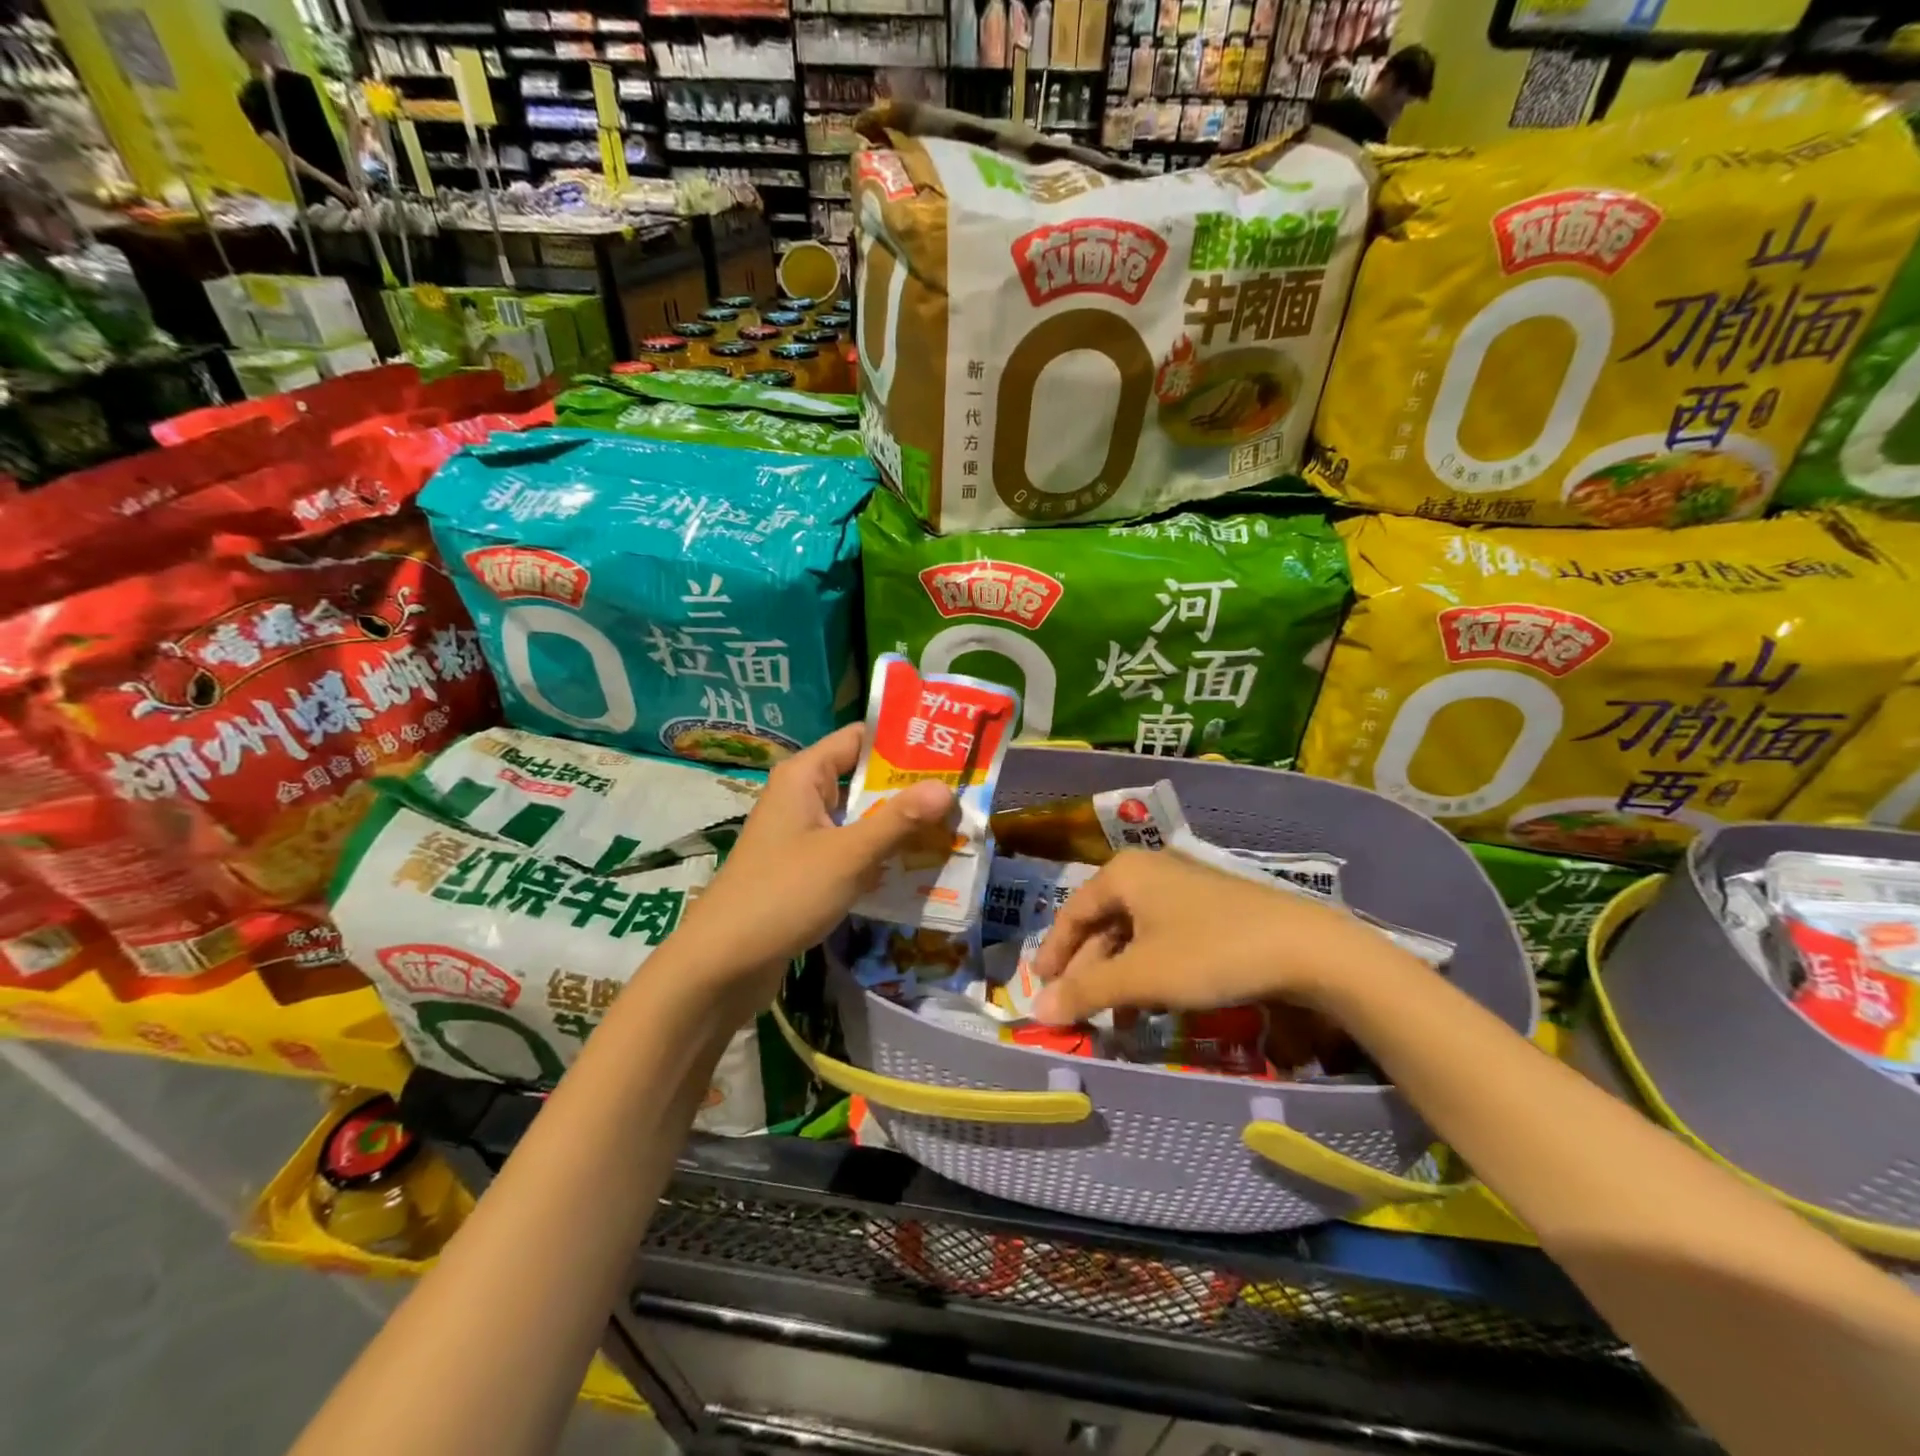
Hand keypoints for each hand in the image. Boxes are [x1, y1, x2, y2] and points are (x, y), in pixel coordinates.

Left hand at [672, 723, 952, 1002]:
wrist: (722, 963)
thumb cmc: (783, 894)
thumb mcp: (848, 854)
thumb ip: (897, 820)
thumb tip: (946, 787)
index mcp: (804, 775)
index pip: (860, 739)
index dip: (904, 741)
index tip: (951, 748)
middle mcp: (803, 796)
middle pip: (865, 779)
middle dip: (911, 789)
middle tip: (965, 793)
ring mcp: (804, 833)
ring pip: (861, 817)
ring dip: (900, 824)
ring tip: (954, 826)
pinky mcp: (807, 867)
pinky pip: (852, 848)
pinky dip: (882, 854)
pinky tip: (921, 865)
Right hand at [1028, 849, 1395, 1025]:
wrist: (1306, 949)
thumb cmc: (1210, 953)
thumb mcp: (1142, 977)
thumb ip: (1087, 991)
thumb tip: (1037, 1009)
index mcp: (1125, 874)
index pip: (1073, 913)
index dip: (1054, 953)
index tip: (1041, 989)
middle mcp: (1151, 872)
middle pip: (1104, 924)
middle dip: (1090, 971)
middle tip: (1079, 1011)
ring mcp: (1185, 889)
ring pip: (1136, 934)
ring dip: (1121, 977)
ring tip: (1118, 1020)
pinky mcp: (1213, 909)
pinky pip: (1165, 938)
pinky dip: (1151, 971)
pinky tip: (1157, 1004)